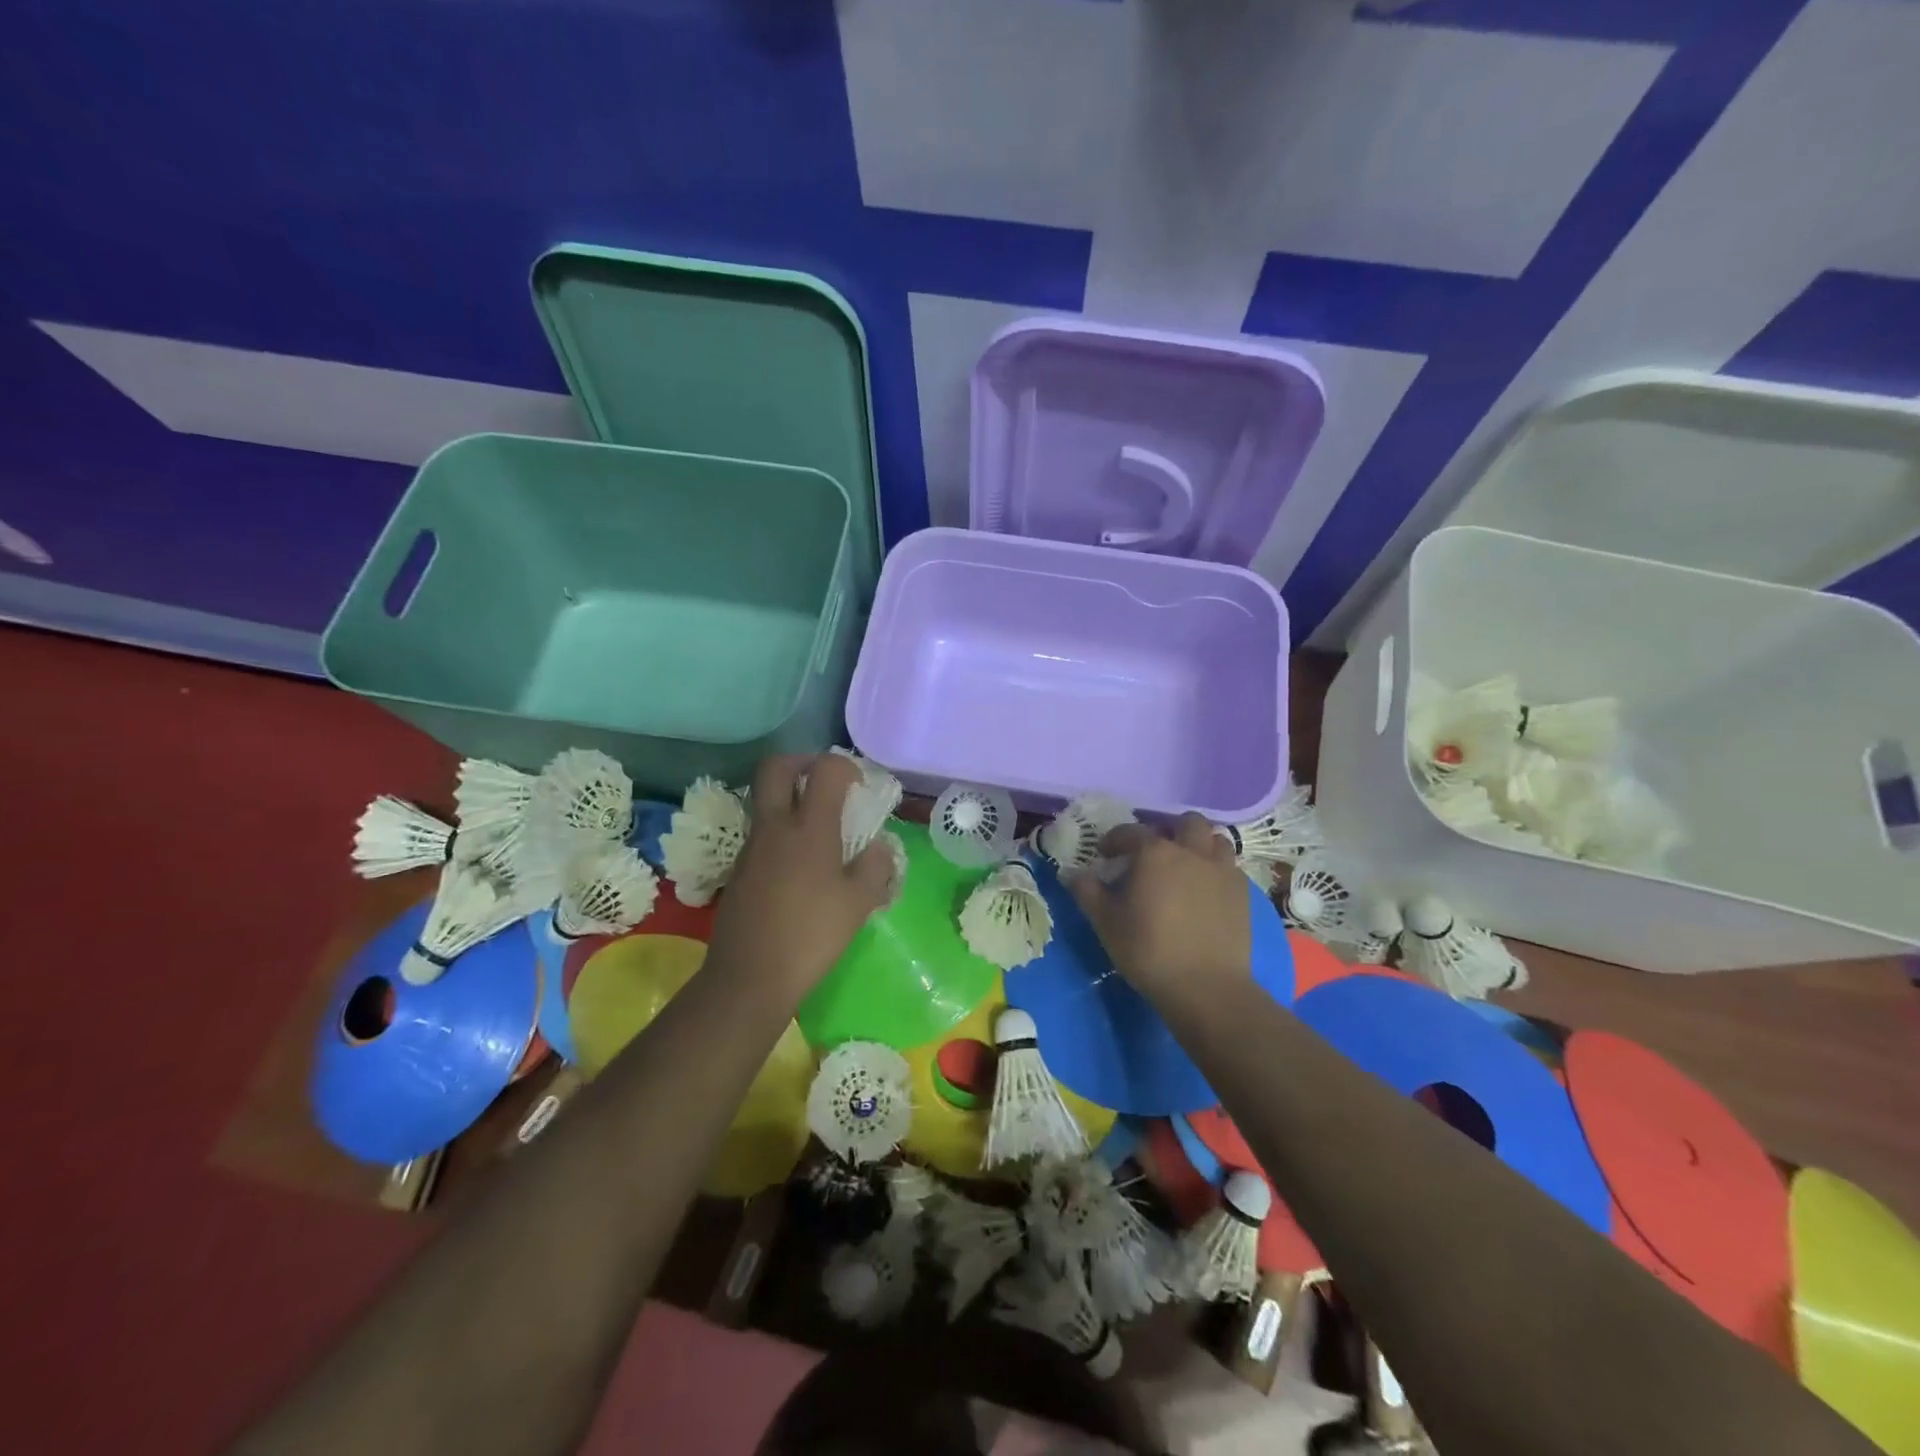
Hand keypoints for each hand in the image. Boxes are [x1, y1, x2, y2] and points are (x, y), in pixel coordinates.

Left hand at [703, 753, 895, 1001]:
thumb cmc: (811, 936)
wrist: (749, 976)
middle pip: (776, 767)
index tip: (859, 787)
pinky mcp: (740, 868)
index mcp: (809, 828)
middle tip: (825, 782)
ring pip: (765, 798)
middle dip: (802, 762)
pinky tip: (800, 865)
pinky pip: (761, 831)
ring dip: (789, 797)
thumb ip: (875, 867)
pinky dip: (781, 830)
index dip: (845, 766)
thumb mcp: (858, 904)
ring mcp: (752, 846)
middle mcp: (776, 826)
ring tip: (818, 828)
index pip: (825, 769)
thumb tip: (880, 847)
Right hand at [1068, 812, 1251, 1002]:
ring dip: (1199, 846)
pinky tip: (1205, 891)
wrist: (1206, 986)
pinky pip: (1230, 867)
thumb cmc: (1148, 950)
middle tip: (1154, 853)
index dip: (1114, 840)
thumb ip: (1087, 891)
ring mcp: (1222, 870)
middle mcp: (1191, 852)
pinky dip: (1216, 870)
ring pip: (1215, 840)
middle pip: (1186, 823)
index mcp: (1155, 853)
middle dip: (1169, 830)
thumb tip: (1074, 874)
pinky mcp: (1242, 893)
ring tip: (1185, 866)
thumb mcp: (1105, 922)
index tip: (1105, 855)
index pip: (1130, 831)